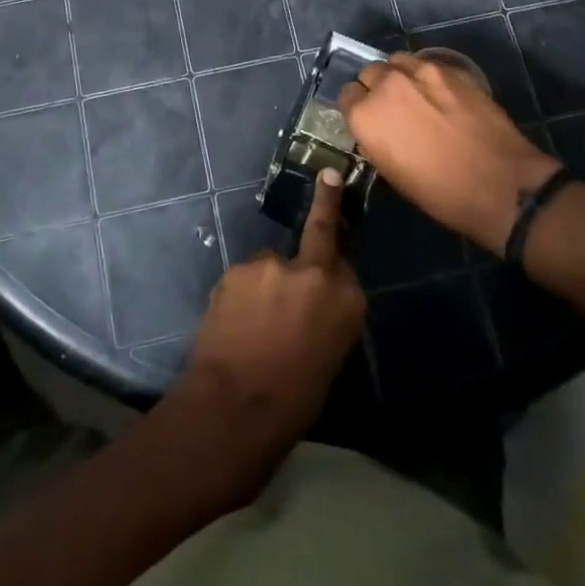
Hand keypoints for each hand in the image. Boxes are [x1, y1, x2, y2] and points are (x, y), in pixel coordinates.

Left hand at [181, 170, 366, 455]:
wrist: (235, 407)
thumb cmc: (293, 401)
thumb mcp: (329, 356)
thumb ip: (326, 314)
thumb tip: (314, 301)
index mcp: (349, 301)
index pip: (347, 260)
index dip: (337, 251)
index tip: (334, 205)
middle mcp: (316, 272)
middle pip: (320, 233)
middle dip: (326, 200)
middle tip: (328, 177)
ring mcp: (274, 265)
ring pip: (272, 265)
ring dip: (267, 284)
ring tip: (254, 322)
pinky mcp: (239, 269)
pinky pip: (246, 279)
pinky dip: (243, 294)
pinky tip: (236, 322)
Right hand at [340, 53, 560, 255]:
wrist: (501, 185)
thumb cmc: (440, 193)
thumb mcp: (393, 173)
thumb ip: (375, 140)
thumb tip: (376, 129)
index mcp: (365, 114)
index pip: (346, 95)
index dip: (357, 108)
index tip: (369, 120)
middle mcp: (386, 84)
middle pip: (370, 72)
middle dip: (376, 87)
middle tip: (393, 108)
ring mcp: (421, 71)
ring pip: (397, 61)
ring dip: (399, 75)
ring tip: (415, 95)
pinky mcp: (451, 69)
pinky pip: (427, 63)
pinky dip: (426, 75)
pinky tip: (440, 94)